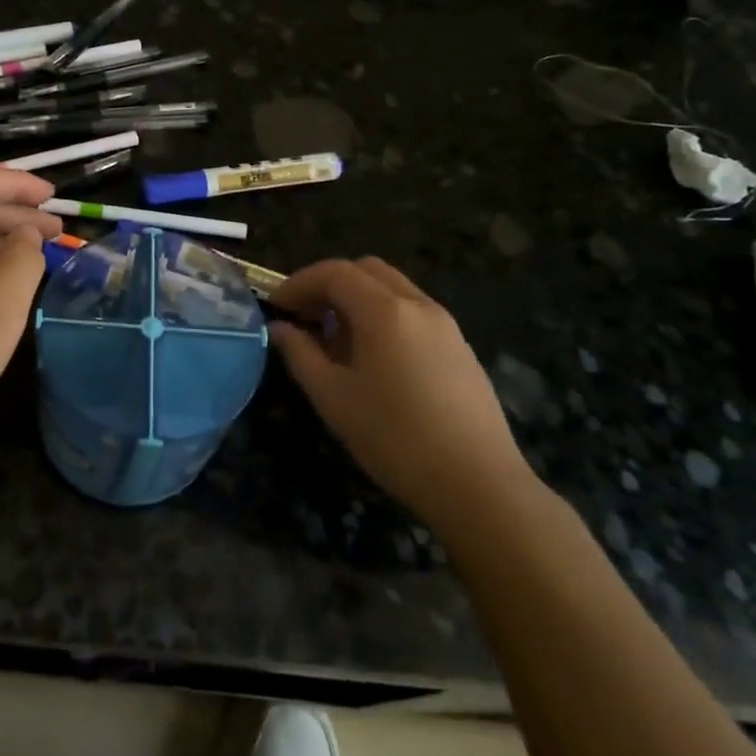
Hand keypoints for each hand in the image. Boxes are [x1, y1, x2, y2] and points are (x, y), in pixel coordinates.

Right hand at [270, 258, 536, 529]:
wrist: (479, 485)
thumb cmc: (394, 438)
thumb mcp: (333, 398)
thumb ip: (300, 354)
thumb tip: (279, 329)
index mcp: (384, 310)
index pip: (334, 272)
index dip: (299, 283)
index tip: (276, 306)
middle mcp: (418, 304)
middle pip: (366, 270)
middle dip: (329, 284)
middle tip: (305, 316)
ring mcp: (445, 324)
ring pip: (393, 289)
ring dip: (357, 299)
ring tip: (335, 340)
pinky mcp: (460, 348)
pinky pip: (413, 312)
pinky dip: (384, 316)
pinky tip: (374, 359)